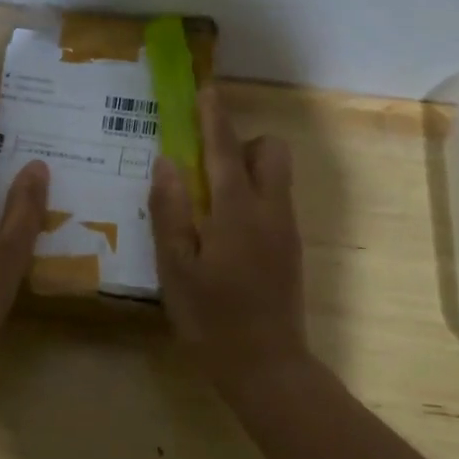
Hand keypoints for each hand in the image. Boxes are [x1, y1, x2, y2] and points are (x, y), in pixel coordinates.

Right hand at [149, 86, 308, 394]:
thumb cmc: (213, 320)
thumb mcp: (176, 269)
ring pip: (277, 176)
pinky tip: (225, 233)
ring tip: (210, 203)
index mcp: (237, 210)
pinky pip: (276, 202)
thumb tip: (166, 162)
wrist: (269, 368)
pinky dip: (254, 197)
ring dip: (249, 170)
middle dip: (243, 143)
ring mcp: (286, 230)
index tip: (205, 90)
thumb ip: (170, 212)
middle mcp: (270, 210)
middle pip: (271, 151)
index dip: (213, 116)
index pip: (225, 149)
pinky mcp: (292, 249)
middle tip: (207, 168)